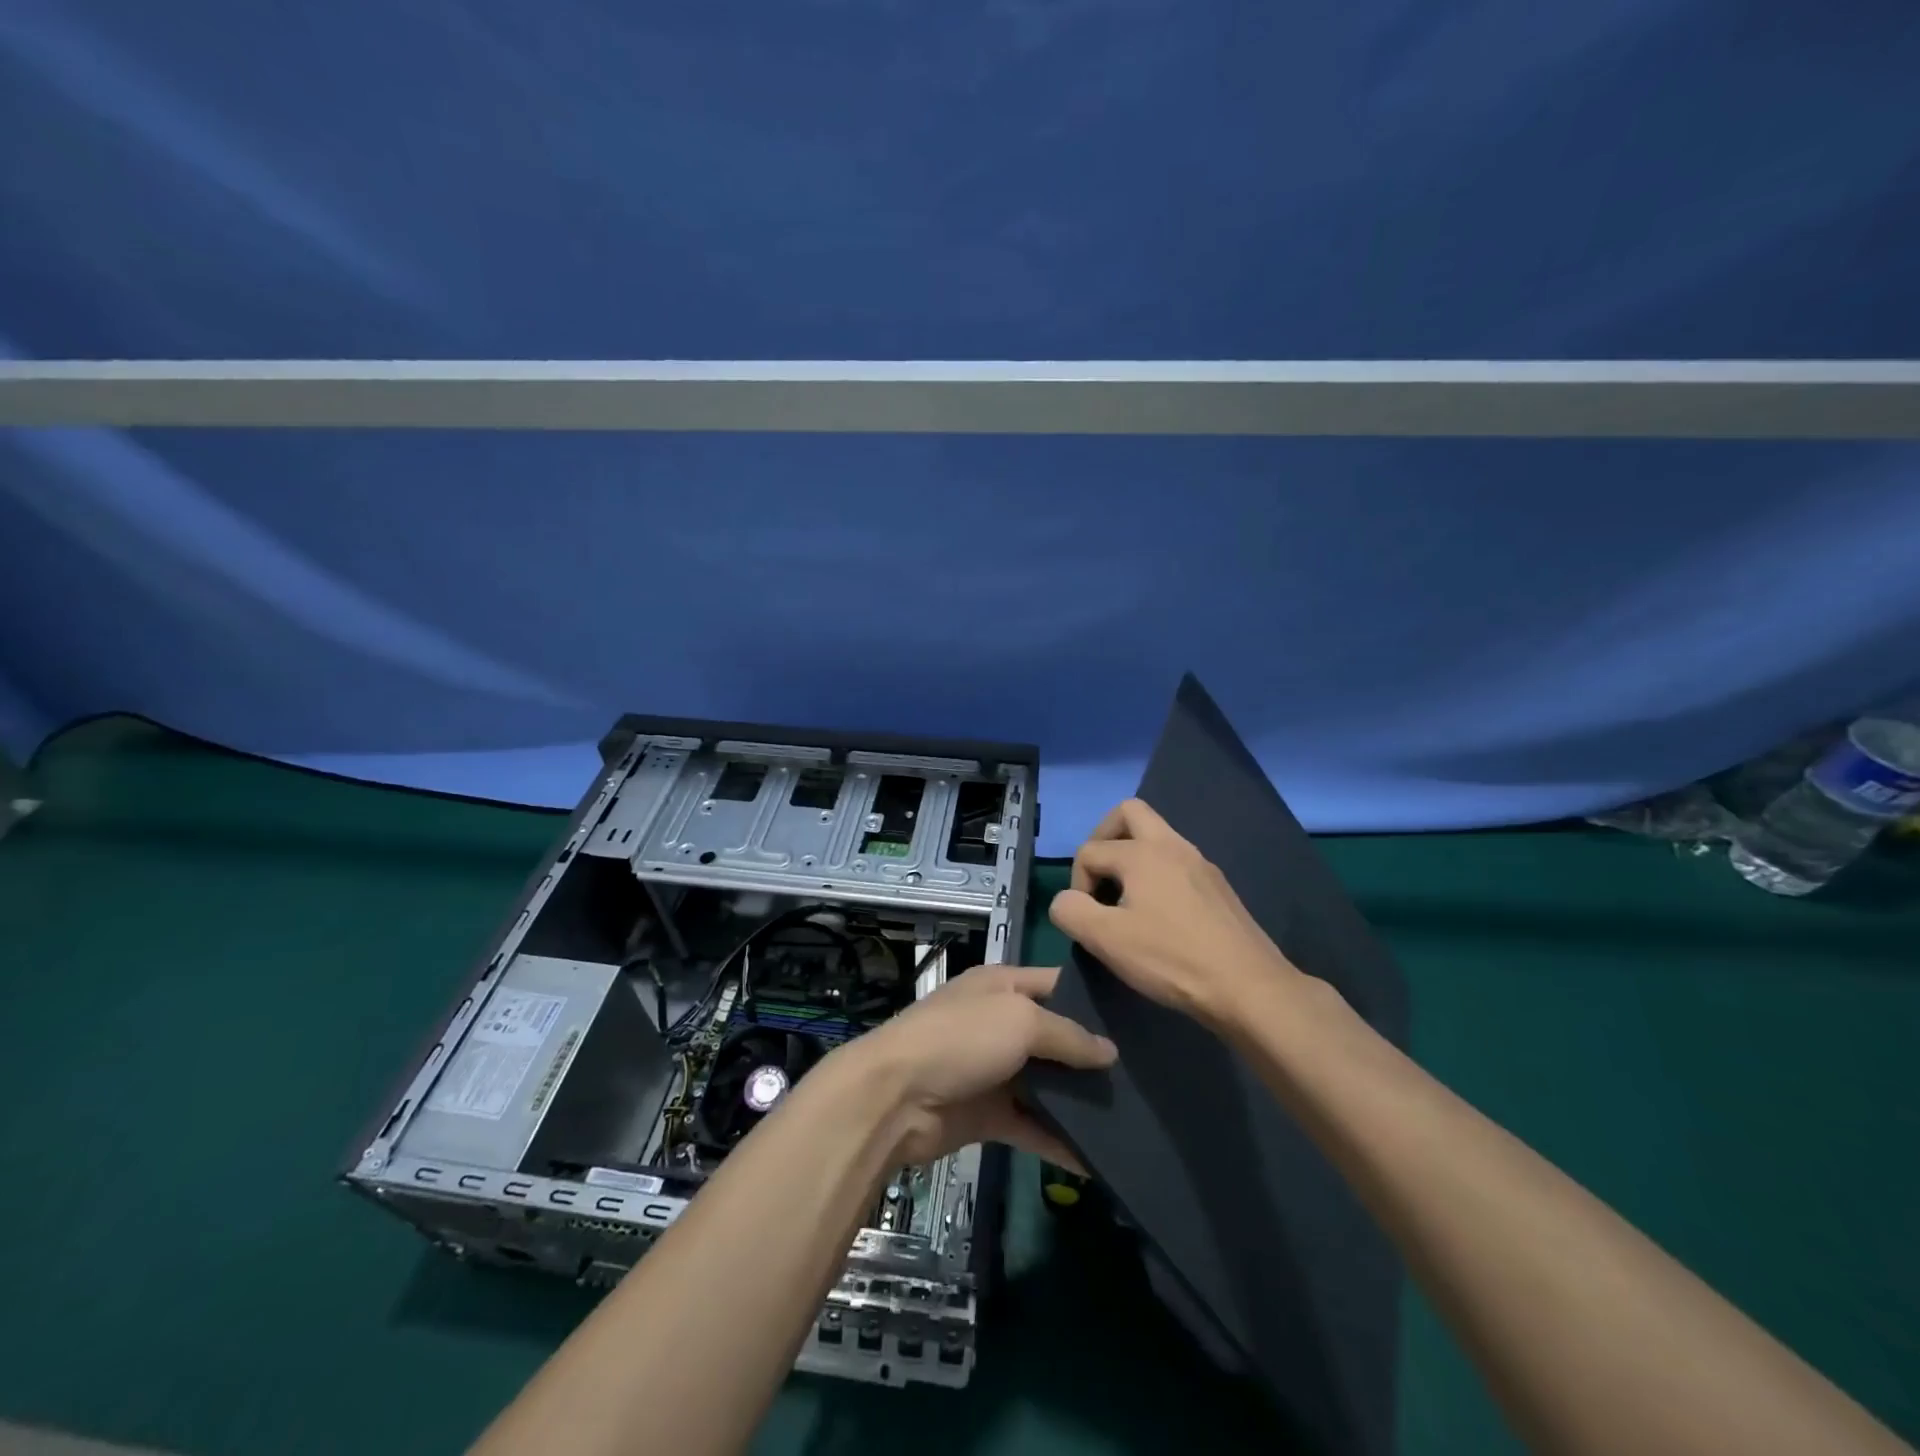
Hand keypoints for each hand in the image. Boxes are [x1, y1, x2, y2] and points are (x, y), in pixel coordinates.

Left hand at [827, 964, 1116, 1167]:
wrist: (896, 1097)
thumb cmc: (960, 1039)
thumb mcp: (1019, 1020)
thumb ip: (1068, 1034)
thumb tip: (1110, 1052)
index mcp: (1002, 985)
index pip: (1056, 984)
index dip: (1093, 998)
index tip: (1139, 1017)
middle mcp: (999, 1023)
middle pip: (1055, 1037)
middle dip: (1092, 1056)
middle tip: (1146, 1075)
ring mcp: (994, 1070)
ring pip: (1048, 1084)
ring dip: (1080, 1101)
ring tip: (1133, 1116)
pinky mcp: (989, 1115)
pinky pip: (1033, 1126)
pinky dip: (1060, 1141)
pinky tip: (1098, 1160)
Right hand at [1048, 797, 1301, 1030]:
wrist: (1247, 986)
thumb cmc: (1171, 959)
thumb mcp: (1106, 940)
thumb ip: (1070, 912)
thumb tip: (1066, 901)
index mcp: (1142, 852)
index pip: (1089, 851)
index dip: (1076, 884)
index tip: (1088, 921)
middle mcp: (1172, 845)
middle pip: (1129, 813)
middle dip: (1103, 837)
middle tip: (1098, 877)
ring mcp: (1200, 863)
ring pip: (1157, 837)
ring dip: (1132, 857)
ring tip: (1125, 901)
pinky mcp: (1217, 886)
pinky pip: (1176, 862)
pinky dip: (1157, 875)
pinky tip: (1160, 916)